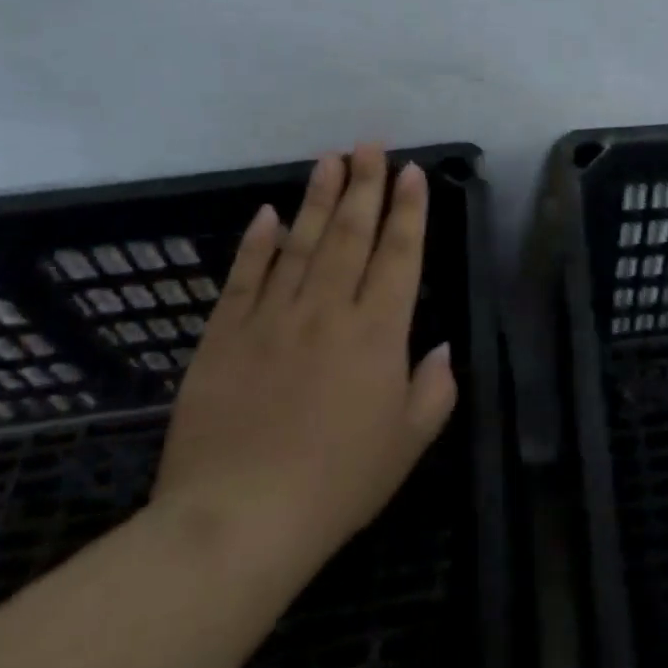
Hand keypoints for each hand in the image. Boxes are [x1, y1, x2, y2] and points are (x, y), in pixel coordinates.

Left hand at [151, 145, 456, 591]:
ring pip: (301, 243)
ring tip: (329, 159)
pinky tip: (268, 214)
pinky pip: (244, 278)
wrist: (236, 522)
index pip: (398, 255)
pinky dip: (257, 243)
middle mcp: (327, 310)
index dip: (408, 210)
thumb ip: (434, 389)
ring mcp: (272, 318)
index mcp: (377, 332)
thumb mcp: (408, 443)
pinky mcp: (224, 337)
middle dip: (365, 185)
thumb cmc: (338, 484)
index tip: (411, 171)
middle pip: (351, 234)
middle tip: (370, 145)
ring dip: (319, 198)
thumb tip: (443, 348)